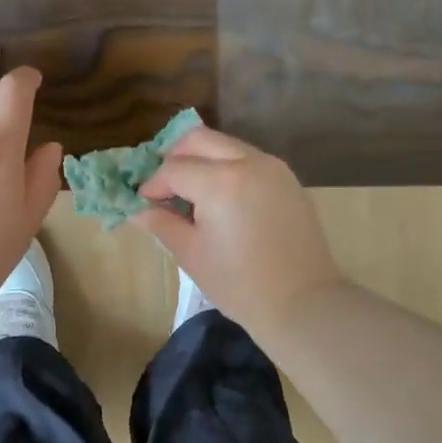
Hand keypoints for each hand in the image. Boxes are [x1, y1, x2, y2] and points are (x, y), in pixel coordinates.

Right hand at [135, 127, 344, 335]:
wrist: (303, 302)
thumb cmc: (239, 284)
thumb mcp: (191, 254)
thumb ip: (162, 223)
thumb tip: (139, 209)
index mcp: (221, 182)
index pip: (174, 168)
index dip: (153, 184)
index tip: (144, 203)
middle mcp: (248, 162)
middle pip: (199, 140)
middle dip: (174, 157)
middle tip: (163, 187)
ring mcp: (273, 167)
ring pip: (226, 145)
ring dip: (202, 160)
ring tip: (191, 194)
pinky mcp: (287, 179)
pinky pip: (248, 159)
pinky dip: (227, 167)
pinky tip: (221, 199)